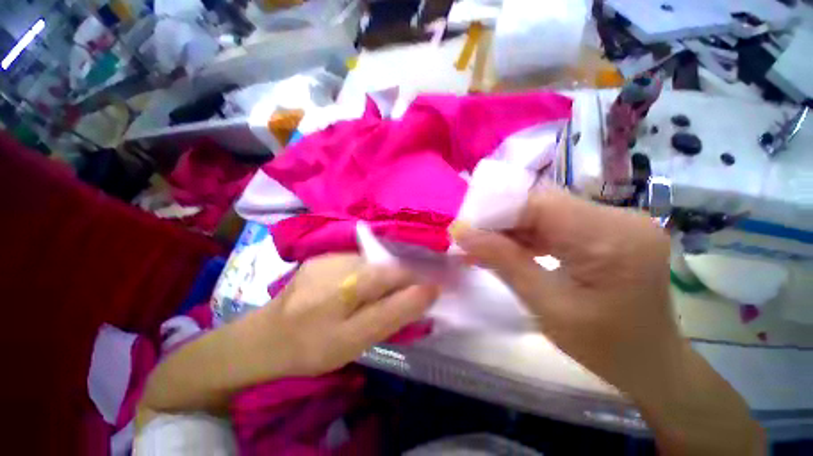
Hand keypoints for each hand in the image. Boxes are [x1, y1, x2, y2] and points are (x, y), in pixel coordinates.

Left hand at [241, 254, 438, 379]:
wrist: (265, 339)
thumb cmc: (311, 347)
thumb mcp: (356, 340)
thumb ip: (394, 313)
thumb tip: (428, 290)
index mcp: (351, 282)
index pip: (399, 271)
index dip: (419, 278)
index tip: (430, 292)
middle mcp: (342, 260)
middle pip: (387, 263)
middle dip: (403, 278)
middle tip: (405, 299)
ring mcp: (331, 255)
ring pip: (373, 261)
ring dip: (385, 276)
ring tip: (381, 296)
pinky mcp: (323, 258)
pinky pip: (358, 261)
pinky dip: (369, 273)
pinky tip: (360, 289)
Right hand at [451, 188, 763, 454]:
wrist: (650, 363)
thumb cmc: (604, 347)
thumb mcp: (546, 307)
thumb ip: (503, 262)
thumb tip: (461, 232)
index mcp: (613, 239)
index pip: (540, 204)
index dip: (495, 210)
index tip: (464, 227)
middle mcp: (620, 218)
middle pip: (543, 203)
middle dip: (501, 220)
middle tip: (470, 238)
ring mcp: (616, 221)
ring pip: (546, 210)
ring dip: (512, 227)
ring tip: (483, 245)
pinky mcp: (608, 228)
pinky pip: (556, 221)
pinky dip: (528, 233)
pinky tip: (509, 248)